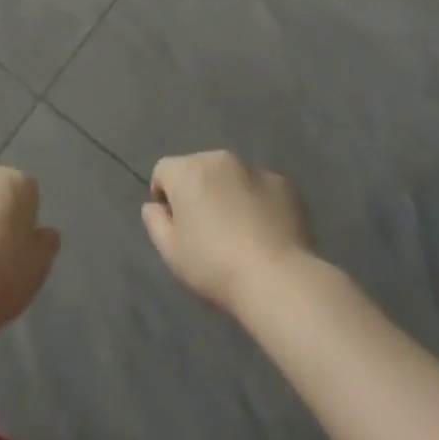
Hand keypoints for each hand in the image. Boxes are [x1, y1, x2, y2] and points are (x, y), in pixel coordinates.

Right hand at [143, 151, 312, 314]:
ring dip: (228, 194)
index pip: (163, 171)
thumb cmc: (215, 266)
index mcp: (187, 170)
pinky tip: (266, 234)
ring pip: (231, 177)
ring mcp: (254, 168)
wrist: (278, 280)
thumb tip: (154, 205)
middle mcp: (218, 159)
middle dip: (198, 192)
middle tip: (207, 231)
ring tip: (240, 233)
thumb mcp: (171, 252)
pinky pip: (261, 189)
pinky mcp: (284, 184)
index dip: (164, 197)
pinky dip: (259, 203)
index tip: (175, 227)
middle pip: (198, 169)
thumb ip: (154, 222)